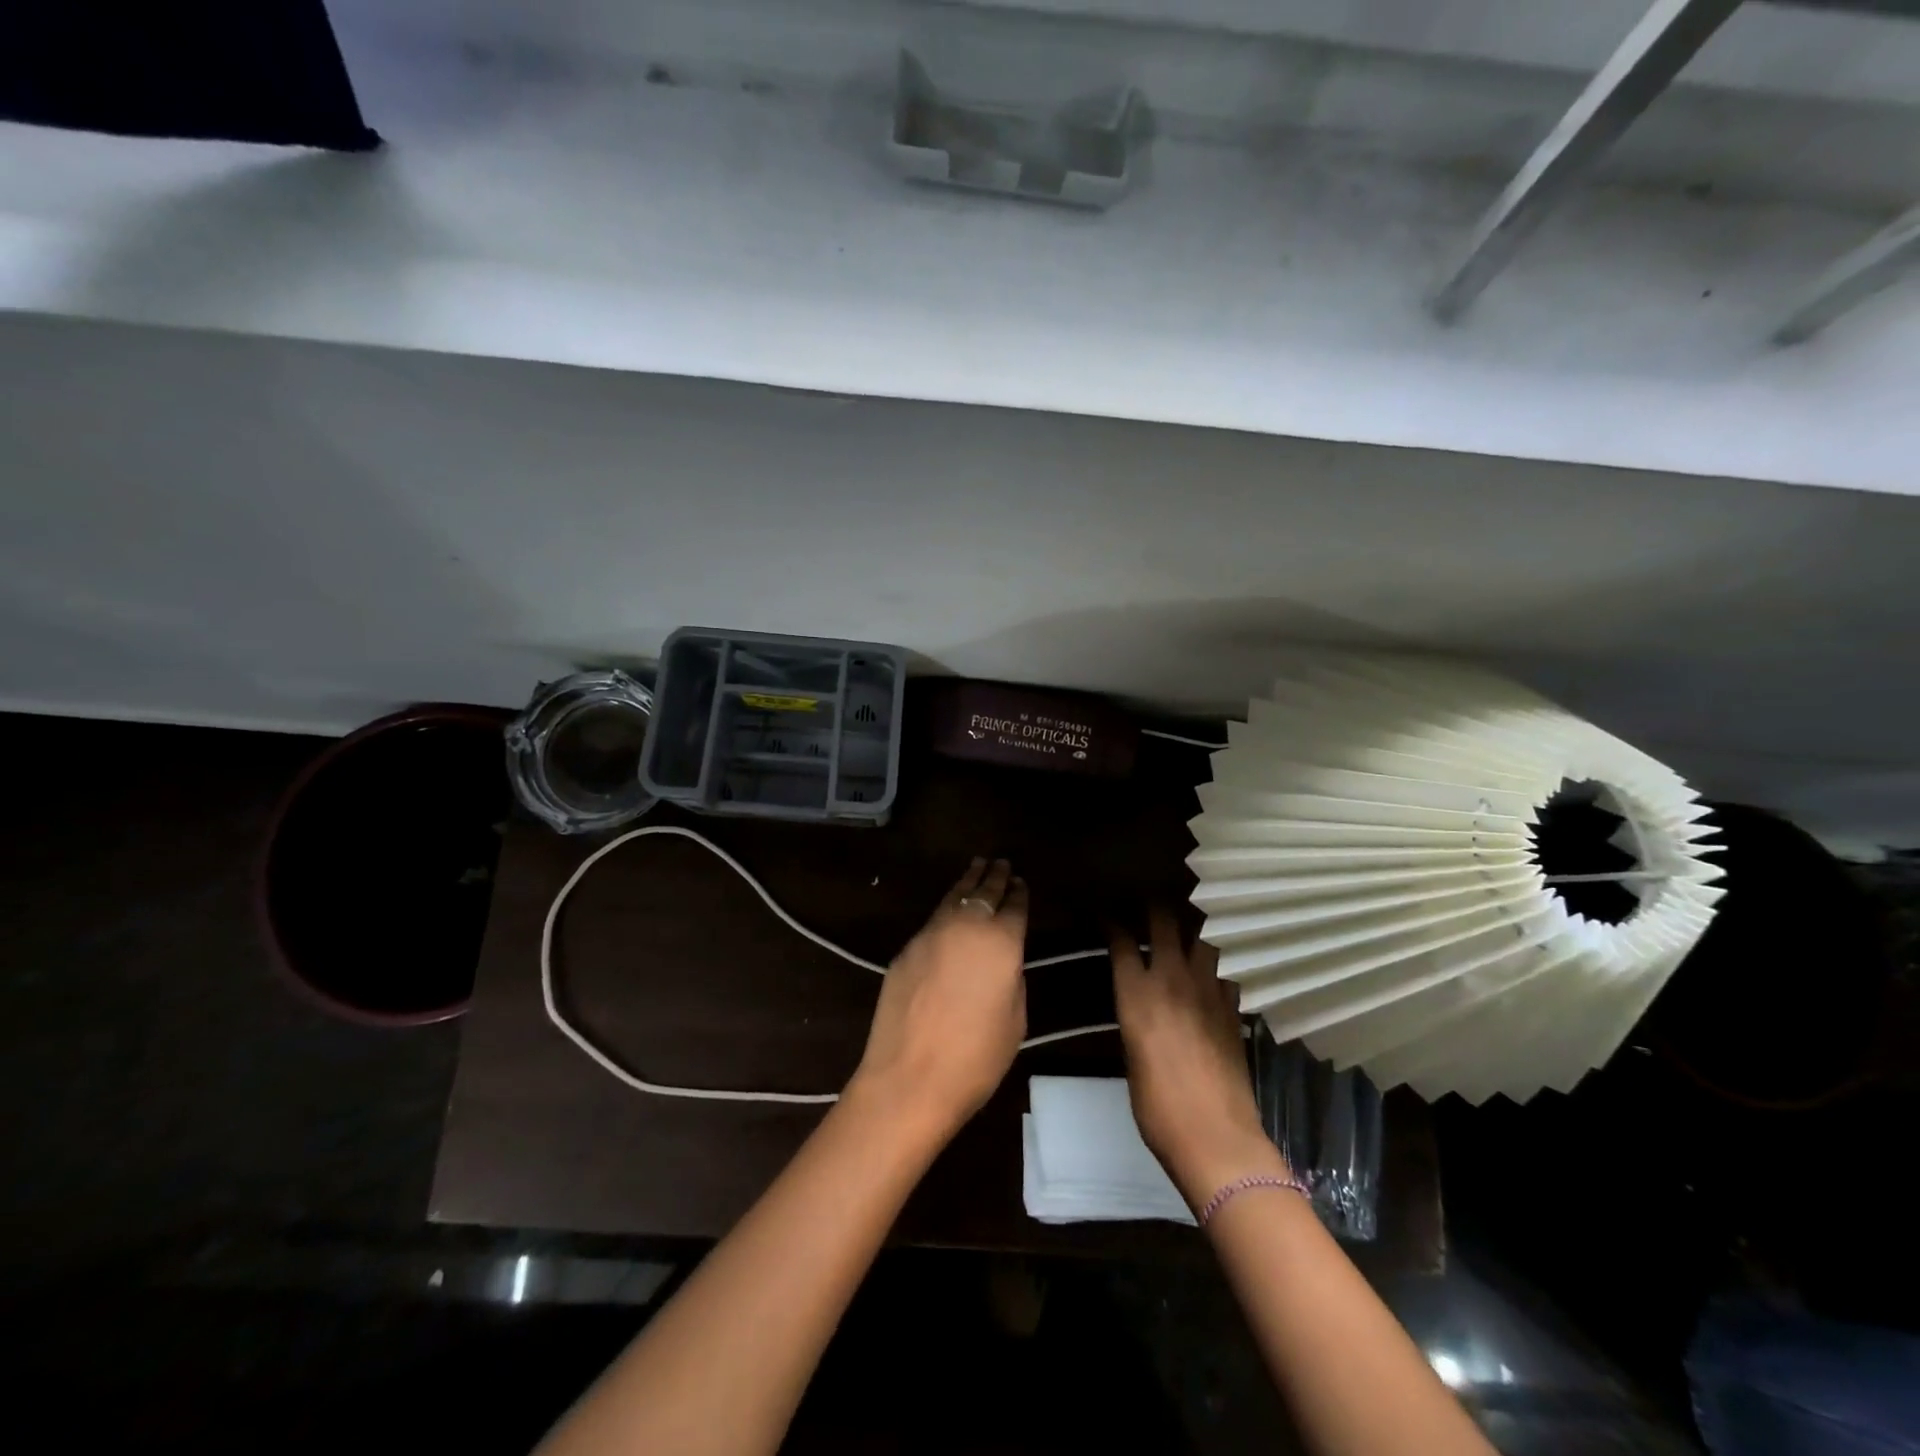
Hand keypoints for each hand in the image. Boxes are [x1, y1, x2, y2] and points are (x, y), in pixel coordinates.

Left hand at [847, 858, 1027, 1140]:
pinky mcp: (906, 948)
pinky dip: (947, 906)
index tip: (1022, 882)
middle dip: (995, 876)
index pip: (1015, 907)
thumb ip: (1012, 979)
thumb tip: (1003, 962)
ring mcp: (931, 934)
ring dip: (968, 881)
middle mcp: (966, 926)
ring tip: (977, 866)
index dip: (1020, 894)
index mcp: (1002, 942)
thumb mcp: (1015, 1020)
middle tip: (1002, 862)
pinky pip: (934, 918)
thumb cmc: (975, 1058)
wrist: (909, 1077)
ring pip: (954, 897)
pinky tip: (950, 907)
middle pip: (984, 892)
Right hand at [1111, 908, 1285, 1208]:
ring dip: (1194, 924)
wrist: (1216, 1138)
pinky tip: (1216, 960)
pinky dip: (1220, 958)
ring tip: (1189, 919)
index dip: (1112, 920)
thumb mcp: (1131, 1056)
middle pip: (1164, 920)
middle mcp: (1171, 979)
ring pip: (1204, 935)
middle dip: (1154, 904)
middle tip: (1149, 899)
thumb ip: (1135, 1017)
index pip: (1121, 939)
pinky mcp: (1234, 1007)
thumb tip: (1140, 1003)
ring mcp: (1209, 989)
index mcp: (1136, 993)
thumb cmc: (1157, 1107)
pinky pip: (1227, 967)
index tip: (1107, 912)